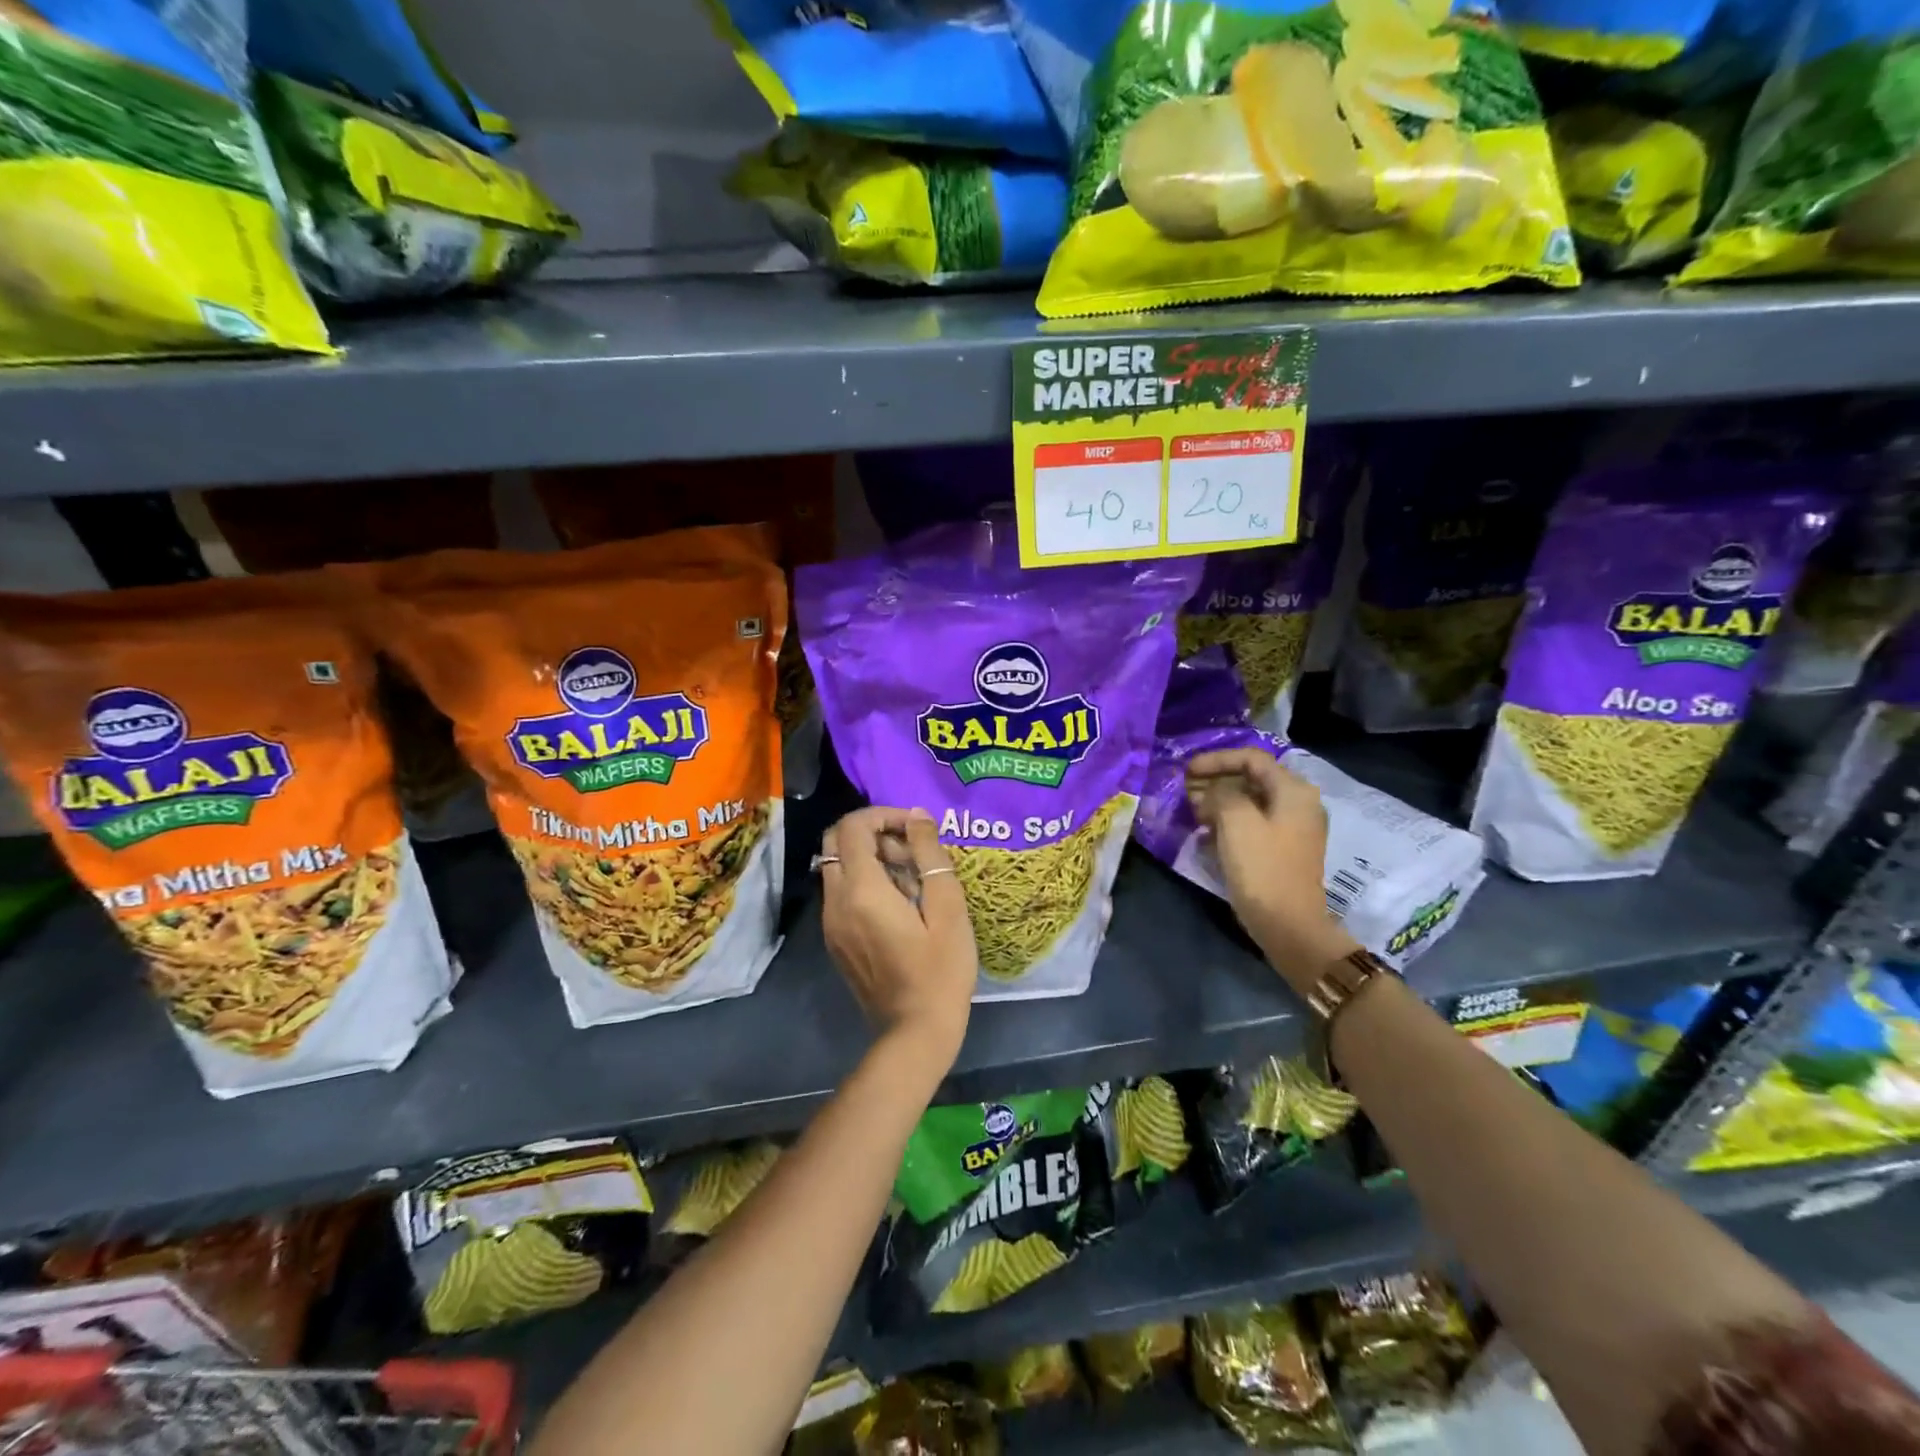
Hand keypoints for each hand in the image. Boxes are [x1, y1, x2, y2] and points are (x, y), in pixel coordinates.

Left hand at [820, 806, 976, 1062]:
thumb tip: (916, 816)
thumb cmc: (940, 970)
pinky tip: (899, 903)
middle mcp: (836, 901)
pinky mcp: (834, 939)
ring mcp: (830, 923)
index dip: (883, 814)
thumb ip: (930, 855)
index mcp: (862, 890)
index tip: (915, 827)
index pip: (853, 826)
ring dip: (869, 856)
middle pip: (836, 841)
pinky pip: (840, 892)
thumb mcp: (948, 908)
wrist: (914, 1033)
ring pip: (838, 866)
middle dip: (872, 832)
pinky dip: (863, 880)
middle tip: (911, 849)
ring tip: (912, 878)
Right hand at [1185, 748, 1357, 994]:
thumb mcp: (1236, 821)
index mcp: (1293, 791)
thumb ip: (1220, 794)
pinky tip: (1207, 834)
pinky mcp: (1283, 851)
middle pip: (1251, 779)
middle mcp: (1299, 804)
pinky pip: (1252, 824)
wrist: (1289, 926)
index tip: (1186, 771)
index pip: (1251, 758)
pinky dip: (1228, 823)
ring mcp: (1293, 829)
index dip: (1216, 760)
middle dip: (1216, 781)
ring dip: (1219, 803)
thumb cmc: (1262, 868)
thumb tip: (1211, 794)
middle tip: (1185, 791)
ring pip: (1250, 803)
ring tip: (1192, 812)